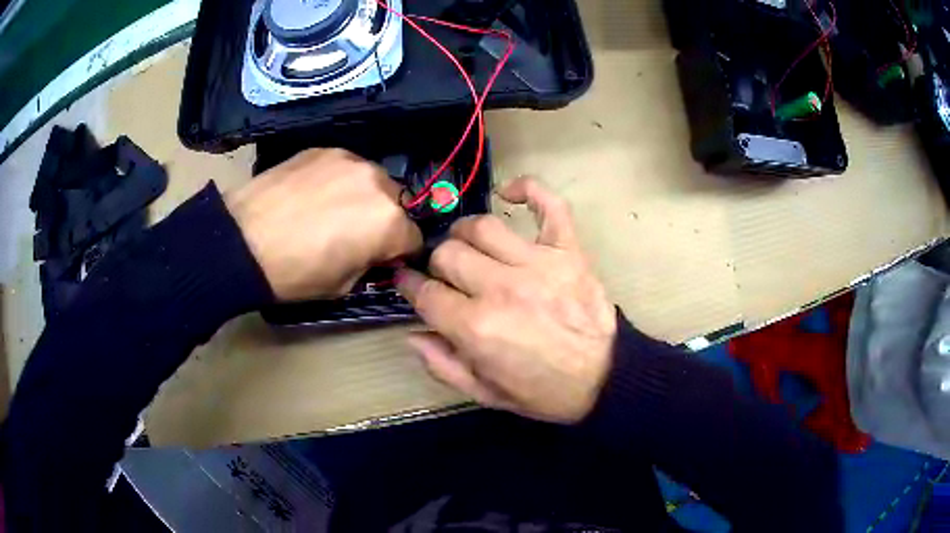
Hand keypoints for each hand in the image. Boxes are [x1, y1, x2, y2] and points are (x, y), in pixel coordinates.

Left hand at [227, 148, 422, 300]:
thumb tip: (375, 252)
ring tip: (331, 209)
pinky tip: (313, 193)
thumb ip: (371, 263)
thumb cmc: (294, 273)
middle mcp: (379, 183)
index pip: (415, 238)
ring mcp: (350, 160)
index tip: (383, 259)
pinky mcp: (324, 148)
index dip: (400, 253)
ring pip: (373, 181)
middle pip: (399, 204)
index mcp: (389, 222)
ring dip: (363, 196)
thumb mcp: (343, 286)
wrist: (241, 241)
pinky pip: (345, 167)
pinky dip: (339, 180)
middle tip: (355, 234)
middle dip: (384, 220)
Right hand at [396, 178, 616, 423]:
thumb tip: (411, 334)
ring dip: (465, 232)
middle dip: (437, 264)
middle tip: (446, 275)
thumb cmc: (545, 391)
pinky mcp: (568, 251)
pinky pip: (549, 205)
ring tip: (467, 244)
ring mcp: (537, 263)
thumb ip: (443, 365)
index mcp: (476, 328)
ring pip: (483, 227)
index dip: (409, 285)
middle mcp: (501, 288)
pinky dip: (528, 189)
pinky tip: (509, 193)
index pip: (425, 293)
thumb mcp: (486, 394)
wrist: (606, 378)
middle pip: (448, 254)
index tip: (407, 281)